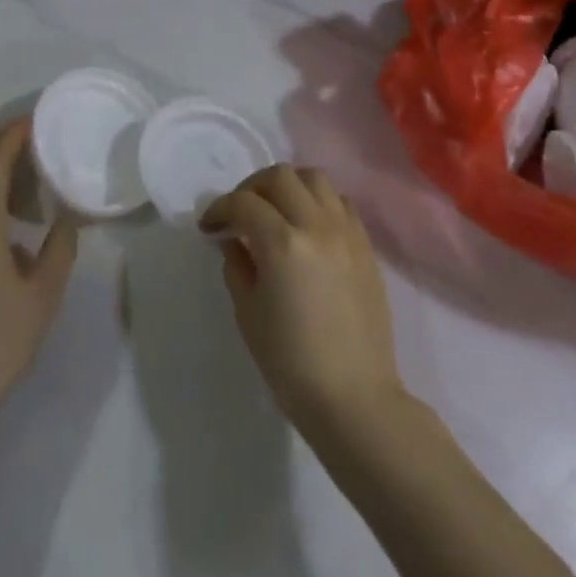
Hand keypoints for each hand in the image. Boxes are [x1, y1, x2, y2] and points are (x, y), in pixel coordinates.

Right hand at [202, 164, 405, 439]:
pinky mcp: (366, 246)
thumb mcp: (249, 314)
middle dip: (252, 188)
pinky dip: (319, 202)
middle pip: (280, 176)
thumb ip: (237, 266)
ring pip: (315, 178)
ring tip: (277, 210)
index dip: (220, 208)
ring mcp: (347, 232)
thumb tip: (234, 239)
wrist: (355, 399)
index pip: (243, 203)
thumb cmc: (292, 364)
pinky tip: (308, 227)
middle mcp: (317, 225)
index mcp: (283, 243)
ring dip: (289, 186)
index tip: (209, 226)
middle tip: (240, 212)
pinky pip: (341, 202)